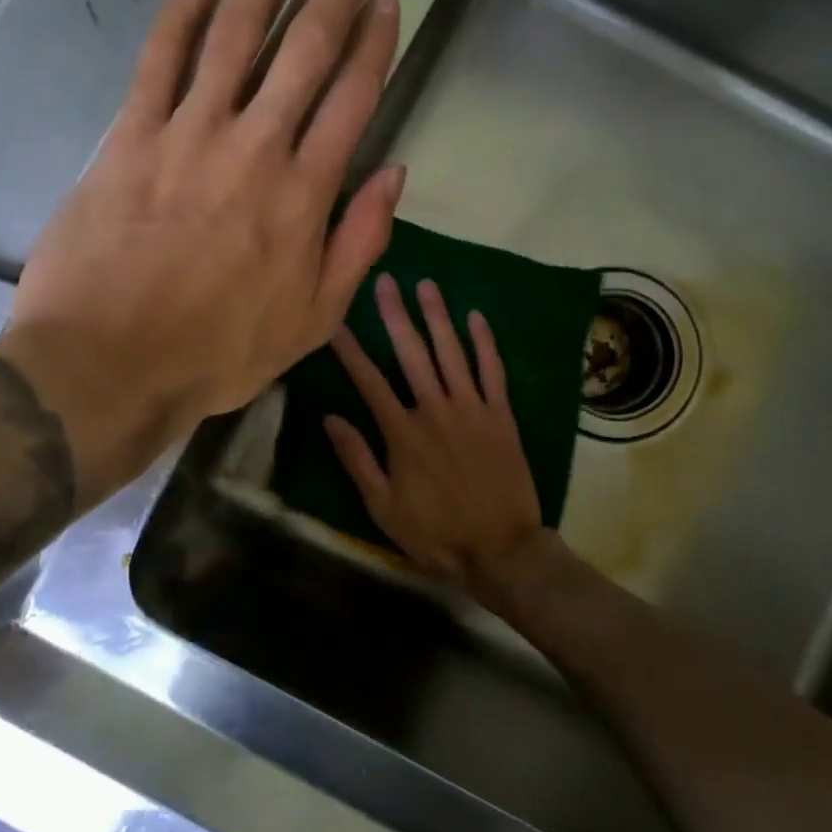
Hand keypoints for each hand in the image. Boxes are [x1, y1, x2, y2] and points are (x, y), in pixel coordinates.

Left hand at [0, 0, 405, 504]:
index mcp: (304, 195)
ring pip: (235, 38)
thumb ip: (359, 243)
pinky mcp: (130, 137)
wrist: (110, 363)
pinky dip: (181, 12)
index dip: (374, 44)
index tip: (386, 1)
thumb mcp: (313, 320)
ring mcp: (188, 135)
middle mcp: (255, 148)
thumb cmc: (218, 352)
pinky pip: (159, 59)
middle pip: (303, 52)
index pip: (353, 98)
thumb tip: (393, 174)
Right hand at [325, 274, 555, 606]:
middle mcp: (436, 409)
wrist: (502, 550)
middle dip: (395, 315)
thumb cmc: (436, 534)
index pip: (368, 380)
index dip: (349, 349)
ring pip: (451, 352)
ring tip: (425, 285)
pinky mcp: (501, 415)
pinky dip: (485, 343)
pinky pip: (492, 371)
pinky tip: (476, 316)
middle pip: (411, 353)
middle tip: (384, 281)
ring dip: (437, 316)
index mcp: (403, 432)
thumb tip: (329, 418)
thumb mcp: (383, 507)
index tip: (334, 321)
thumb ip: (357, 459)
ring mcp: (472, 409)